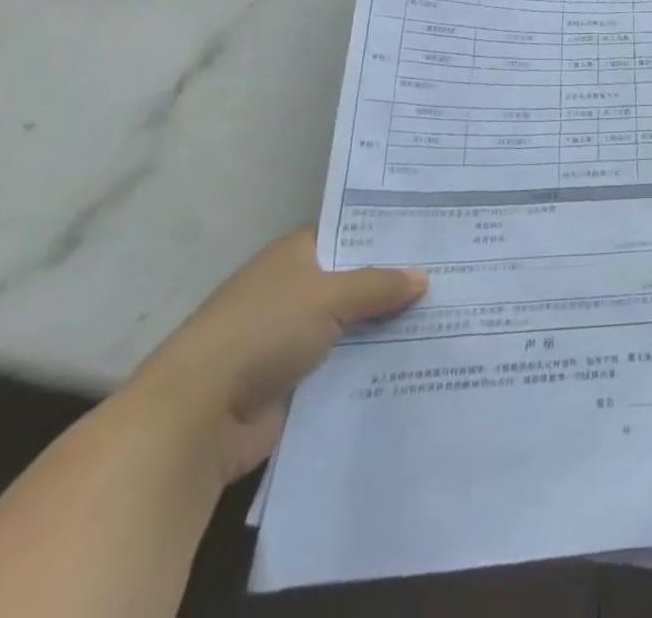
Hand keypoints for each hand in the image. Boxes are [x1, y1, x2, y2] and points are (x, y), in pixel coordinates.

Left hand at [124, 228, 426, 483]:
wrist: (195, 420)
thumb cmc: (261, 333)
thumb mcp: (329, 296)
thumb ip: (379, 285)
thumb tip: (423, 278)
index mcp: (296, 255)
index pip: (352, 232)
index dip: (390, 233)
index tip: (436, 234)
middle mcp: (295, 290)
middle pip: (357, 281)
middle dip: (397, 283)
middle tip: (456, 275)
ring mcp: (293, 338)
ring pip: (355, 325)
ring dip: (388, 328)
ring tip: (448, 318)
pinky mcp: (295, 383)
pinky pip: (345, 366)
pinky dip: (372, 365)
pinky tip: (417, 361)